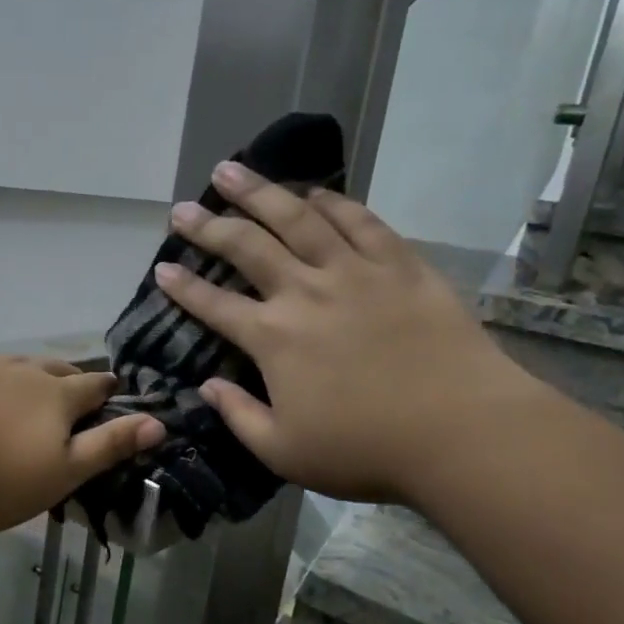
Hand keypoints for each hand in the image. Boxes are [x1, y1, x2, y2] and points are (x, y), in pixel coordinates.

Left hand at [0, 356, 163, 535]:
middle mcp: (20, 371)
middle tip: (74, 392)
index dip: (108, 391)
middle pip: (55, 368)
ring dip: (30, 376)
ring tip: (29, 390)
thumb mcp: (59, 474)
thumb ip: (108, 447)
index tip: (114, 392)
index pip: (93, 387)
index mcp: (54, 396)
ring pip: (15, 365)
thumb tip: (158, 424)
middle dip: (71, 379)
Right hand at [157, 163, 548, 504]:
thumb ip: (238, 416)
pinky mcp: (401, 265)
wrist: (460, 432)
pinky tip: (315, 193)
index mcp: (273, 339)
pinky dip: (334, 202)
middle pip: (247, 246)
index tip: (162, 268)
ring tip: (233, 170)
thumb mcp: (284, 452)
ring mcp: (355, 272)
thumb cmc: (365, 451)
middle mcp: (306, 292)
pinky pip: (361, 221)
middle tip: (183, 208)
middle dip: (209, 225)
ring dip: (260, 192)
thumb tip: (206, 386)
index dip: (183, 287)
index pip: (214, 305)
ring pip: (298, 218)